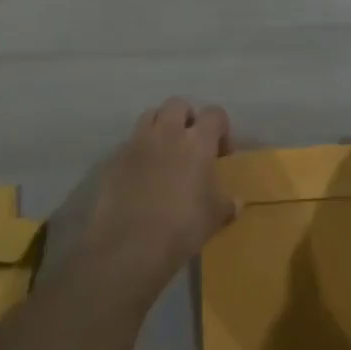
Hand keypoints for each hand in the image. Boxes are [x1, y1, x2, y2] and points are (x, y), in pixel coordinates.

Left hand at [75, 98, 237, 299]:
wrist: (130, 245)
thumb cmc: (182, 228)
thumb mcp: (214, 218)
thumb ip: (226, 204)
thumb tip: (236, 202)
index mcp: (197, 142)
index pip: (214, 114)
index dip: (221, 129)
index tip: (221, 154)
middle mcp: (166, 133)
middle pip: (177, 104)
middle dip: (187, 118)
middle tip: (192, 145)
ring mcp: (136, 144)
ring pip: (150, 116)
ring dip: (161, 127)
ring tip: (166, 154)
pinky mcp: (114, 159)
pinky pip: (130, 143)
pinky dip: (140, 151)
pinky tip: (143, 176)